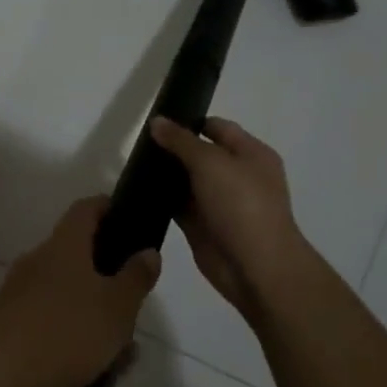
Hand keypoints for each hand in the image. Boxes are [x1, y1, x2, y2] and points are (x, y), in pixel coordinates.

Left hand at [0, 197, 160, 386]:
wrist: (0, 381)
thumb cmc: (67, 332)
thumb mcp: (118, 307)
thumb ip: (136, 277)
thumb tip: (148, 251)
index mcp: (63, 245)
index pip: (85, 208)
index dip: (107, 206)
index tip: (127, 215)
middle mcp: (37, 260)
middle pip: (76, 254)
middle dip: (107, 274)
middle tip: (133, 298)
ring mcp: (18, 293)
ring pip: (66, 293)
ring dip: (93, 311)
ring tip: (122, 348)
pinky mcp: (8, 325)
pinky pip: (50, 320)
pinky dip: (73, 334)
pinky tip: (93, 367)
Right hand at [148, 116, 311, 317]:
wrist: (255, 267)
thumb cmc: (241, 204)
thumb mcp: (210, 162)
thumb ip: (181, 140)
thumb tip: (157, 121)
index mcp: (251, 154)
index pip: (217, 127)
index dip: (189, 121)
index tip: (156, 119)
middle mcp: (236, 175)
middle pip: (200, 154)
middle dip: (172, 148)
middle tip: (137, 141)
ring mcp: (219, 202)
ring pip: (187, 181)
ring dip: (164, 174)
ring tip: (131, 163)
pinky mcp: (203, 226)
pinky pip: (178, 206)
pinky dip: (161, 200)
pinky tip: (136, 191)